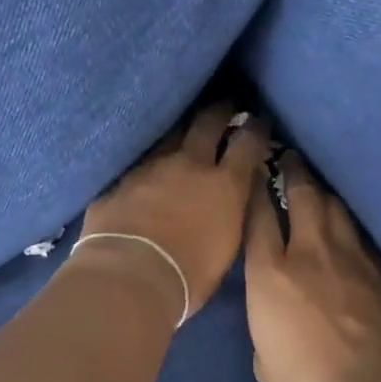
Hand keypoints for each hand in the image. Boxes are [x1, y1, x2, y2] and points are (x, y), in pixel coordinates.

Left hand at [79, 105, 270, 320]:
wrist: (129, 277)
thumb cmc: (188, 276)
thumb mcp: (226, 248)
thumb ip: (231, 214)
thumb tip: (232, 199)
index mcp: (224, 185)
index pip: (247, 143)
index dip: (256, 129)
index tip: (259, 122)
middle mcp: (189, 164)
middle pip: (208, 122)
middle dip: (220, 110)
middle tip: (226, 105)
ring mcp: (151, 166)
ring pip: (170, 135)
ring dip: (180, 132)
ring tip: (183, 131)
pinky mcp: (121, 178)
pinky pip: (140, 161)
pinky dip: (149, 163)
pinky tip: (147, 168)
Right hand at [244, 151, 380, 381]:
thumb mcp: (264, 360)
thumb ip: (264, 324)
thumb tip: (273, 314)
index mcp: (271, 273)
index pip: (259, 215)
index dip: (256, 190)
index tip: (255, 175)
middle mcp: (310, 251)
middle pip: (303, 195)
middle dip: (294, 171)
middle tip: (290, 157)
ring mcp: (352, 256)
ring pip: (337, 207)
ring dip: (325, 192)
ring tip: (319, 185)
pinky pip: (363, 235)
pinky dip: (351, 225)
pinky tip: (351, 225)